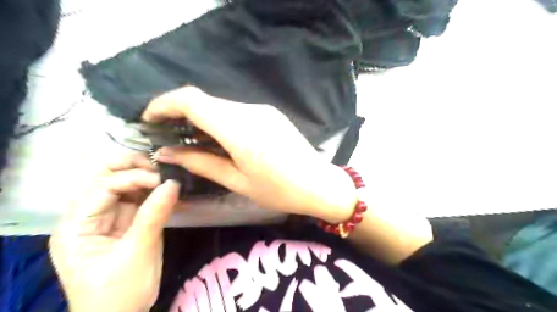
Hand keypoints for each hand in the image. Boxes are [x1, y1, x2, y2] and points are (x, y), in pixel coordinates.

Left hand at [49, 153, 180, 311]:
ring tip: (168, 175)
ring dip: (145, 177)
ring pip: (123, 186)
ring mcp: (107, 218)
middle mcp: (88, 216)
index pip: (102, 187)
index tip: (164, 179)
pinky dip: (153, 192)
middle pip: (105, 178)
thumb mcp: (138, 252)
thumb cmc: (120, 292)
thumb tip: (173, 183)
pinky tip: (168, 190)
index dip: (133, 177)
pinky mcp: (125, 222)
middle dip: (132, 167)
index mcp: (76, 226)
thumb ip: (154, 215)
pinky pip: (138, 199)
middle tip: (161, 166)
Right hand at [141, 86, 355, 220]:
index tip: (149, 120)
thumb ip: (201, 163)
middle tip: (168, 136)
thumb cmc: (280, 191)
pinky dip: (219, 121)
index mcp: (240, 131)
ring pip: (219, 105)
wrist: (319, 183)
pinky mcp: (269, 113)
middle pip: (204, 101)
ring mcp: (262, 109)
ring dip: (200, 118)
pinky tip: (219, 140)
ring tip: (192, 142)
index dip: (164, 104)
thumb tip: (166, 151)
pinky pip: (236, 111)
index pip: (191, 100)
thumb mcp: (237, 182)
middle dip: (179, 113)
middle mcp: (250, 112)